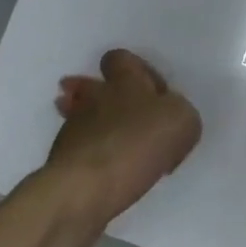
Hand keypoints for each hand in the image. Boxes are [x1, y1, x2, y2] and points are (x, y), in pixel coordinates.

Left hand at [14, 49, 201, 246]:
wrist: (86, 187)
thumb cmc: (138, 142)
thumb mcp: (183, 121)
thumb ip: (179, 112)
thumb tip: (165, 119)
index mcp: (125, 81)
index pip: (120, 59)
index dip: (134, 68)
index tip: (149, 89)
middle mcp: (94, 98)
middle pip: (93, 87)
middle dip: (105, 97)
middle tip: (126, 114)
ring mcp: (72, 129)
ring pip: (83, 117)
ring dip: (96, 125)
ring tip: (119, 144)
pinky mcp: (62, 161)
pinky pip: (81, 149)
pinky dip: (93, 154)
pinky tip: (110, 169)